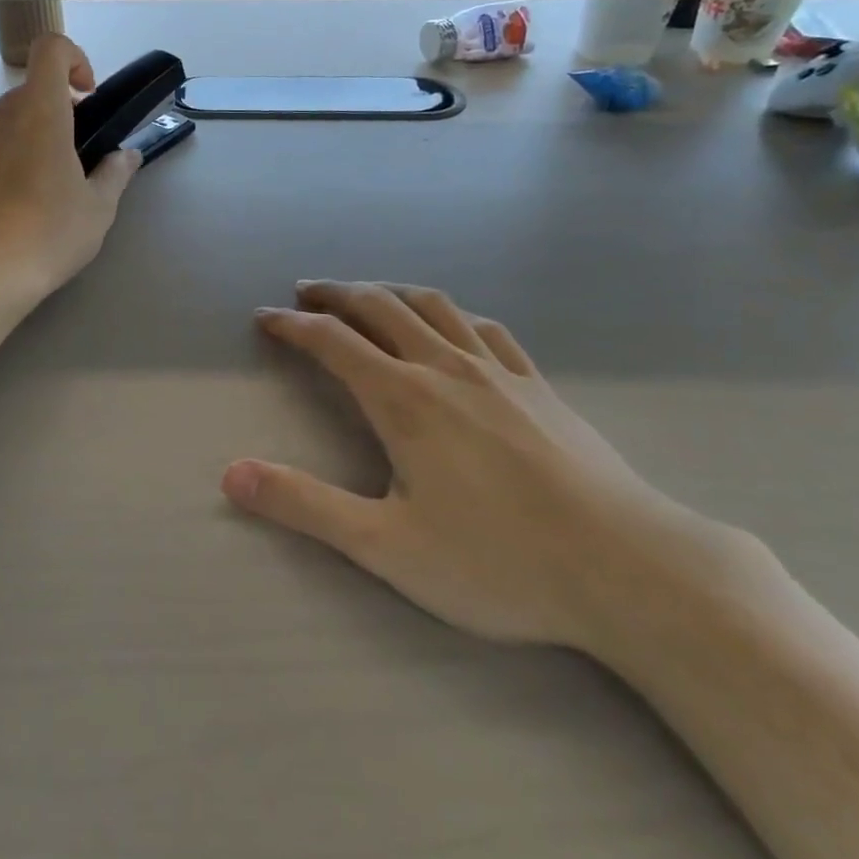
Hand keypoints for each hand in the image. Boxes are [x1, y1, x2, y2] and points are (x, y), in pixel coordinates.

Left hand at [0, 34, 140, 300]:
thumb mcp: (98, 207)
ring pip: (9, 122)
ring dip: (33, 137)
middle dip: (60, 111)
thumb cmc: (49, 232)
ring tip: (49, 187)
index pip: (51, 50)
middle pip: (32, 91)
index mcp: (39, 111)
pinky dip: (8, 161)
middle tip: (79, 156)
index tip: (88, 97)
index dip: (75, 60)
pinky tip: (18, 207)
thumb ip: (115, 172)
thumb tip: (126, 156)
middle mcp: (0, 116)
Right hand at [222, 281, 707, 655]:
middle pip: (380, 307)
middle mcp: (445, 368)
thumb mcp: (386, 547)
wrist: (626, 567)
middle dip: (335, 294)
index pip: (333, 342)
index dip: (293, 326)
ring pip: (433, 307)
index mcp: (403, 399)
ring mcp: (498, 371)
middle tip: (305, 292)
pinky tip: (452, 324)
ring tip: (367, 293)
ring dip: (390, 291)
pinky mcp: (538, 385)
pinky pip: (486, 328)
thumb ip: (306, 506)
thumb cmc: (499, 562)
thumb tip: (232, 475)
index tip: (264, 318)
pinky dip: (452, 314)